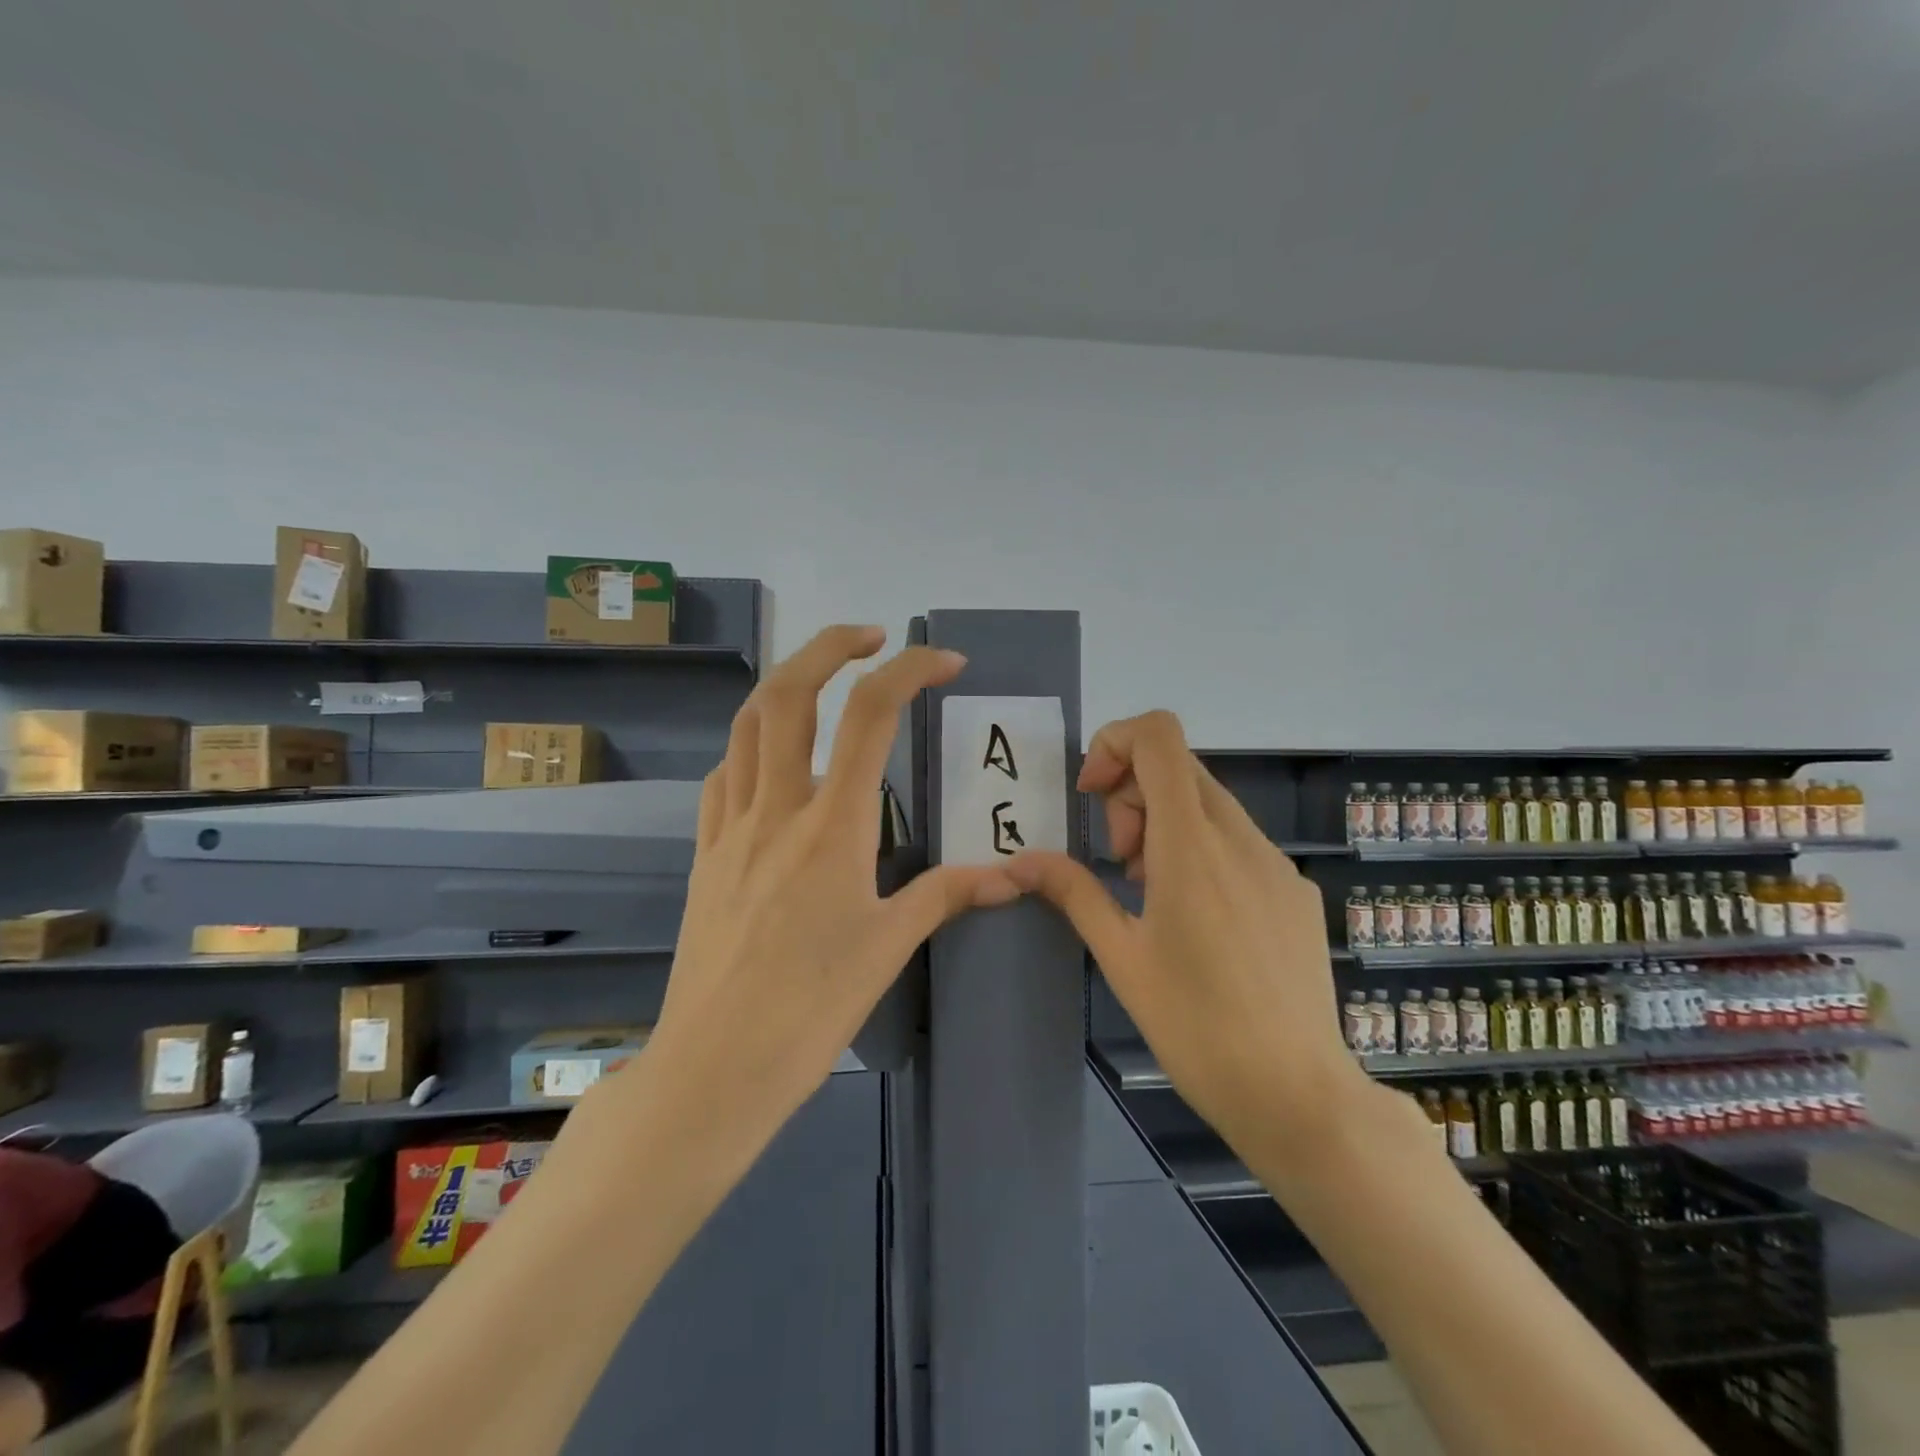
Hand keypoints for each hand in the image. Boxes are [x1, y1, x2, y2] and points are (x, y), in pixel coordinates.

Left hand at [647, 624, 1019, 1140]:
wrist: (716, 1067)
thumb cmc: (812, 1008)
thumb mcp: (890, 947)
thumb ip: (947, 895)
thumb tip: (1009, 876)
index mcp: (832, 825)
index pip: (871, 716)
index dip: (909, 670)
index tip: (944, 662)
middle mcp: (776, 808)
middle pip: (789, 693)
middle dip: (829, 645)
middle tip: (869, 637)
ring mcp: (731, 827)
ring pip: (746, 724)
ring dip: (785, 686)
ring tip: (821, 685)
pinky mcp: (705, 853)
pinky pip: (723, 777)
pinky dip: (751, 749)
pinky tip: (773, 767)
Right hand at [1008, 711, 1378, 1161]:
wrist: (1297, 1094)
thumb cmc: (1195, 1026)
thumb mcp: (1120, 956)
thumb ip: (1072, 891)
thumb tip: (1019, 861)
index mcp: (1191, 845)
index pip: (1159, 736)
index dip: (1115, 742)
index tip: (1092, 795)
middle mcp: (1240, 837)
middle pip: (1178, 766)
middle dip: (1132, 794)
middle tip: (1119, 862)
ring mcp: (1276, 862)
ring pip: (1208, 802)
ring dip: (1165, 823)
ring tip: (1152, 893)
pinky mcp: (1296, 889)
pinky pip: (1238, 840)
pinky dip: (1201, 849)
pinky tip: (1198, 918)